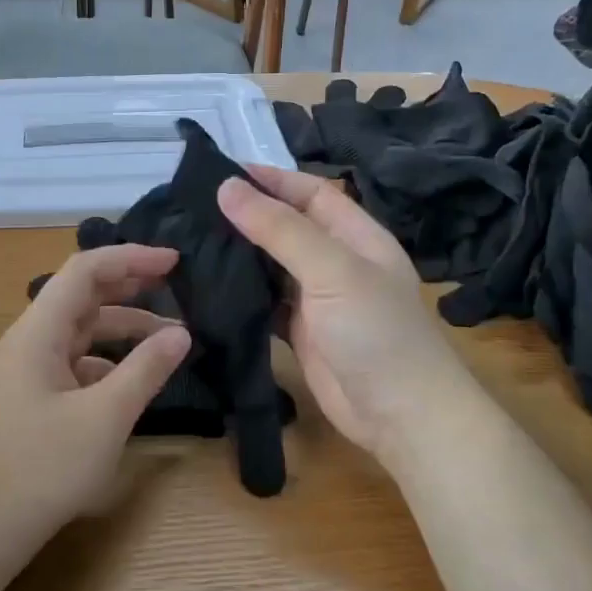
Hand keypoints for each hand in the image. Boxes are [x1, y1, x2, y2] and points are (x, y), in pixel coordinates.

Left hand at [0, 244, 191, 551]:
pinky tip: (134, 382)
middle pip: (82, 297)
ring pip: (81, 334)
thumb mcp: (105, 417)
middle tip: (176, 285)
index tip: (174, 260)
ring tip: (170, 341)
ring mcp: (27, 372)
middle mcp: (29, 342)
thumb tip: (182, 334)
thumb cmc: (43, 467)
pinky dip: (108, 362)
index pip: (85, 272)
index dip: (130, 258)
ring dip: (124, 330)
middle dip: (130, 287)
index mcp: (37, 333)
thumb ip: (145, 370)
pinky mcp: (32, 399)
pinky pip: (75, 364)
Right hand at [217, 166, 476, 462]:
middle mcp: (337, 262)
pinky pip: (266, 304)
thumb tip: (227, 188)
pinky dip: (241, 295)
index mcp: (356, 236)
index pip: (310, 193)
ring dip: (240, 255)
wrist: (400, 416)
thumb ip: (280, 230)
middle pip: (288, 227)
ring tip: (190, 242)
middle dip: (248, 216)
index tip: (220, 174)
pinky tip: (209, 288)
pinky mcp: (301, 333)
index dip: (271, 180)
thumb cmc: (376, 333)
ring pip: (272, 266)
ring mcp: (318, 300)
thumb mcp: (332, 271)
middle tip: (192, 209)